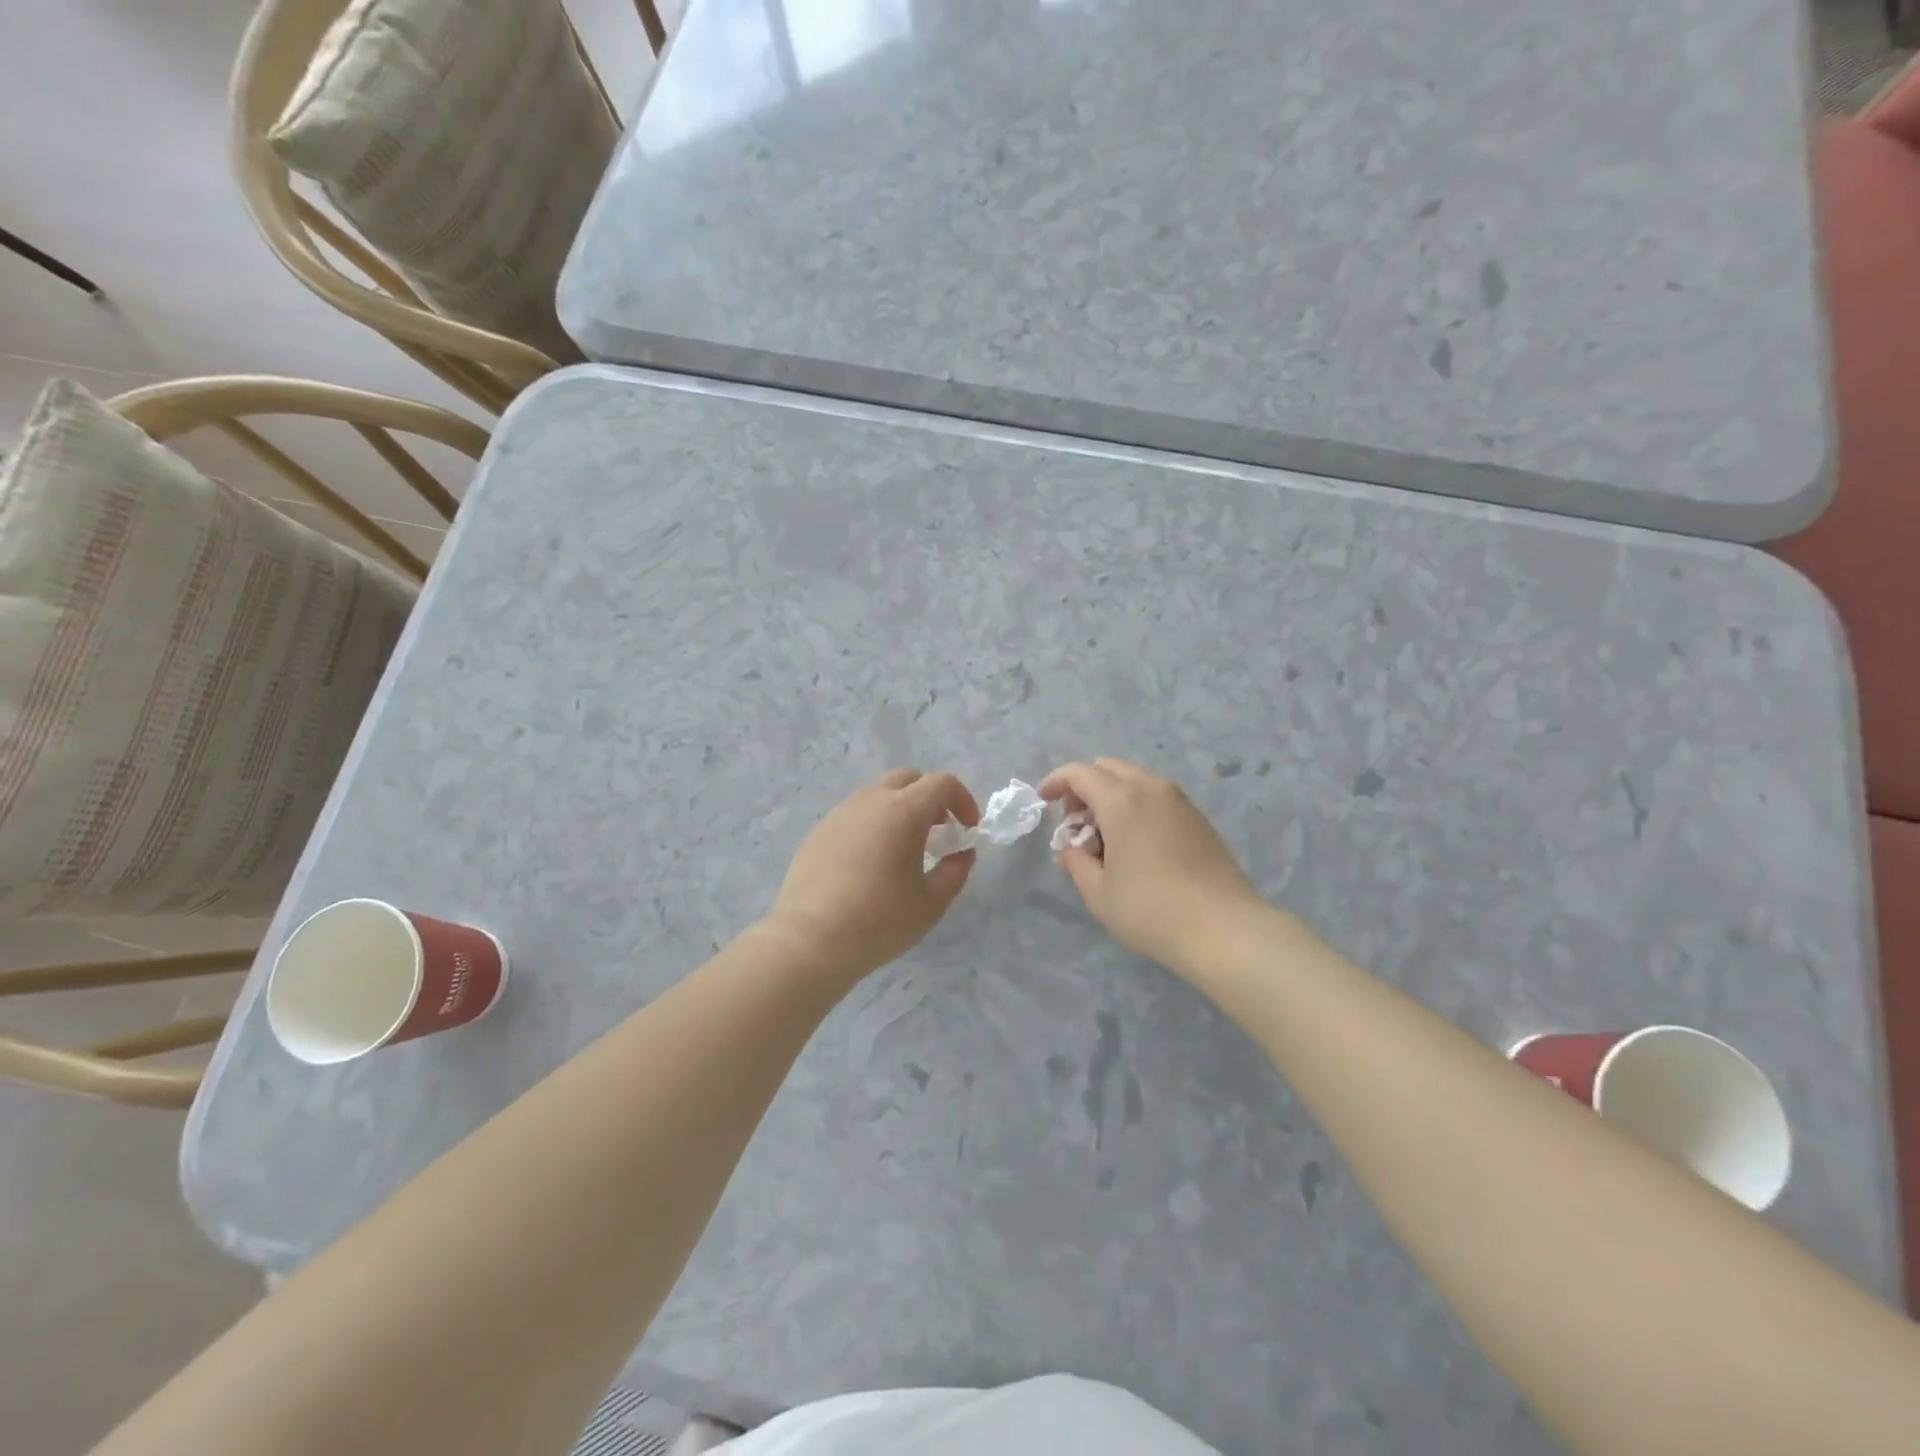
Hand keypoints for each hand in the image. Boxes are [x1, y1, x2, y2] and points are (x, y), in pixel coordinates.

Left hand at [765, 769, 978, 979]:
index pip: (942, 784)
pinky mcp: (819, 831)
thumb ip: (955, 871)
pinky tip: (870, 864)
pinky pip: (854, 815)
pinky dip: (873, 825)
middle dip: (930, 798)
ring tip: (904, 849)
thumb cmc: (880, 920)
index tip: (968, 829)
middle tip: (939, 832)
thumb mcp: (932, 902)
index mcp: (903, 810)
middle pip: (908, 779)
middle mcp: (870, 801)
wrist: (811, 940)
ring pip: (878, 795)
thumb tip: (962, 853)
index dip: (963, 801)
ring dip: (900, 810)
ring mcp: (840, 813)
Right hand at [1039, 758, 1270, 976]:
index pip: (1079, 773)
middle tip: (1074, 822)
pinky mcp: (1198, 817)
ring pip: (1134, 780)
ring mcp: (1179, 800)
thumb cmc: (1151, 911)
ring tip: (1104, 838)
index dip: (1055, 782)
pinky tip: (1134, 844)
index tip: (1043, 801)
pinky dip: (1135, 806)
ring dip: (1111, 796)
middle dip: (1083, 787)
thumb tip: (1070, 850)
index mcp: (1121, 800)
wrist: (1224, 929)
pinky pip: (1156, 796)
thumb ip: (1076, 863)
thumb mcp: (1098, 893)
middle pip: (1108, 768)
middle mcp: (1151, 788)